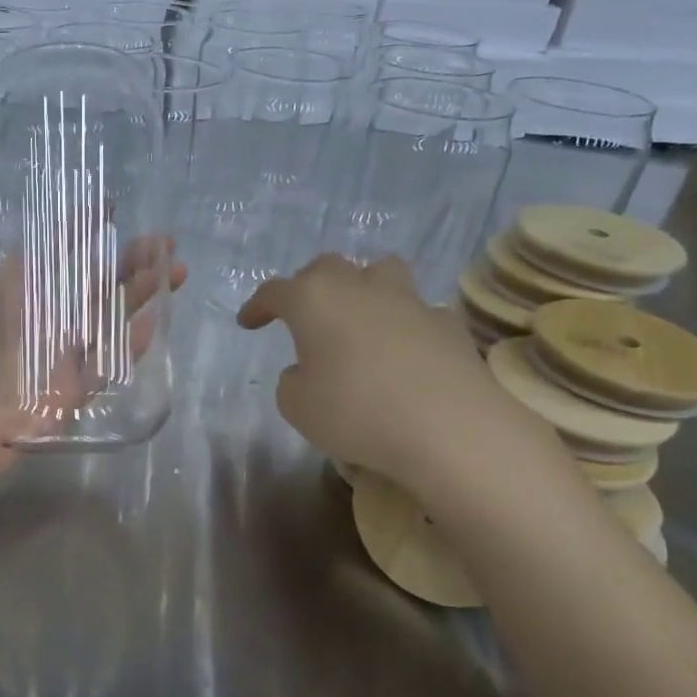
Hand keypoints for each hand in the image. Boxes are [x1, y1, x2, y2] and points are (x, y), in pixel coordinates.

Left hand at [0, 153, 185, 509]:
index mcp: (8, 291)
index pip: (55, 252)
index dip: (82, 228)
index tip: (112, 203)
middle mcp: (35, 322)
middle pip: (91, 287)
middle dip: (129, 263)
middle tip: (166, 241)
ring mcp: (51, 362)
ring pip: (104, 324)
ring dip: (137, 299)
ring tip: (173, 273)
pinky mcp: (60, 400)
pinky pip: (101, 371)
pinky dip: (128, 350)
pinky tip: (154, 327)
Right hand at [238, 254, 557, 501]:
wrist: (449, 428)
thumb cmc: (356, 411)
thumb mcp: (296, 406)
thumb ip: (292, 381)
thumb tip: (307, 371)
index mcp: (313, 300)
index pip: (275, 291)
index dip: (258, 306)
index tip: (248, 323)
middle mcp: (358, 287)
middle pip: (326, 268)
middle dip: (308, 286)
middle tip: (301, 314)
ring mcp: (407, 300)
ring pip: (378, 270)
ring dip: (361, 285)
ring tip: (357, 314)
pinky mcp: (446, 322)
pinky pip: (416, 310)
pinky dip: (402, 323)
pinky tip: (402, 351)